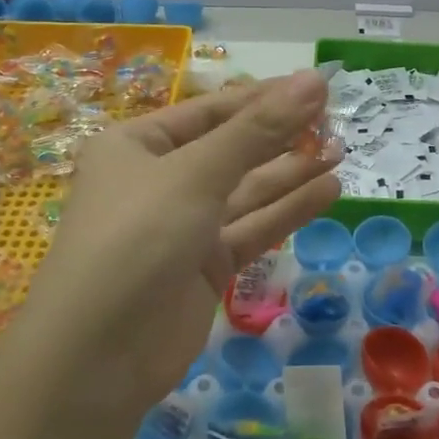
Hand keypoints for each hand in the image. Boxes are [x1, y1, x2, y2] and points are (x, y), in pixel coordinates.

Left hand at [19, 70, 339, 408]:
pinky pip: (252, 229)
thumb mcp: (196, 174)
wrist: (97, 359)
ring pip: (247, 191)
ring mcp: (183, 227)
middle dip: (282, 136)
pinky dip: (288, 211)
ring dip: (292, 172)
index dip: (265, 97)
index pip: (212, 110)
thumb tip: (313, 79)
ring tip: (341, 152)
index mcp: (138, 145)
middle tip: (336, 121)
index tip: (317, 87)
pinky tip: (329, 191)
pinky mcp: (205, 268)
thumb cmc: (137, 238)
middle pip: (232, 150)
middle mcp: (160, 181)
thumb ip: (259, 130)